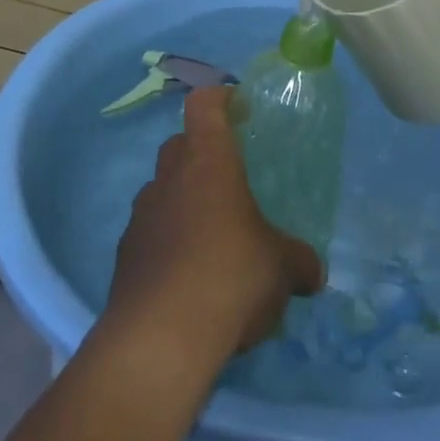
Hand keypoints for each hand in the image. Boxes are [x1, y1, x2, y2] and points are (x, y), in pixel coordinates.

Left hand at [106, 88, 324, 363]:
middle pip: (179, 144)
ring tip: (210, 238)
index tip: (240, 109)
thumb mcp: (280, 268)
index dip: (221, 99)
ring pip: (161, 190)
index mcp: (208, 160)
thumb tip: (316, 273)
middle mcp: (169, 177)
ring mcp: (141, 216)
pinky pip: (148, 234)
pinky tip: (188, 279)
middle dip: (202, 154)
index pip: (204, 103)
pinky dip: (166, 244)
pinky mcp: (124, 257)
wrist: (158, 342)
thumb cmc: (229, 276)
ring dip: (182, 202)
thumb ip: (299, 262)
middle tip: (230, 181)